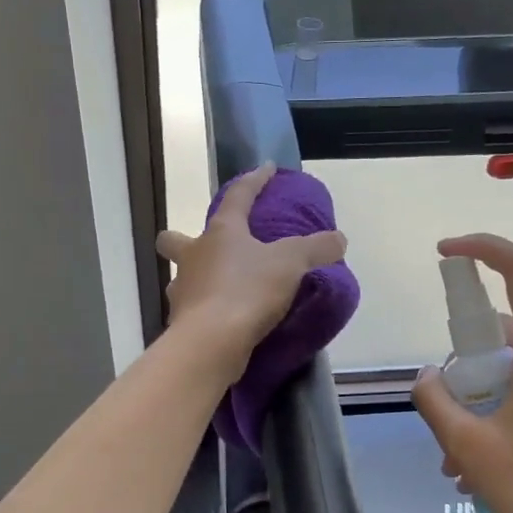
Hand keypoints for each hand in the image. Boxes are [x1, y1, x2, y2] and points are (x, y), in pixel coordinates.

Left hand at [157, 164, 346, 375]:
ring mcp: (182, 291)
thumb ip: (316, 248)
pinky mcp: (181, 323)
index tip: (266, 169)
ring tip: (223, 289)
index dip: (254, 180)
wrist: (211, 343)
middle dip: (183, 239)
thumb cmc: (247, 291)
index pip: (237, 196)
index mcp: (220, 232)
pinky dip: (206, 311)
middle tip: (208, 248)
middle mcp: (193, 257)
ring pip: (182, 278)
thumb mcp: (291, 264)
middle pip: (174, 240)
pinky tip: (224, 320)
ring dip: (197, 280)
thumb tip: (338, 239)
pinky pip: (192, 310)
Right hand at [410, 233, 512, 512]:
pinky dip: (502, 409)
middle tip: (443, 414)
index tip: (445, 252)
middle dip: (465, 364)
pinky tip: (482, 460)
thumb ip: (435, 399)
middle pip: (506, 330)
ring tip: (456, 456)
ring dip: (480, 398)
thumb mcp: (467, 445)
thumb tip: (428, 375)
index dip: (482, 248)